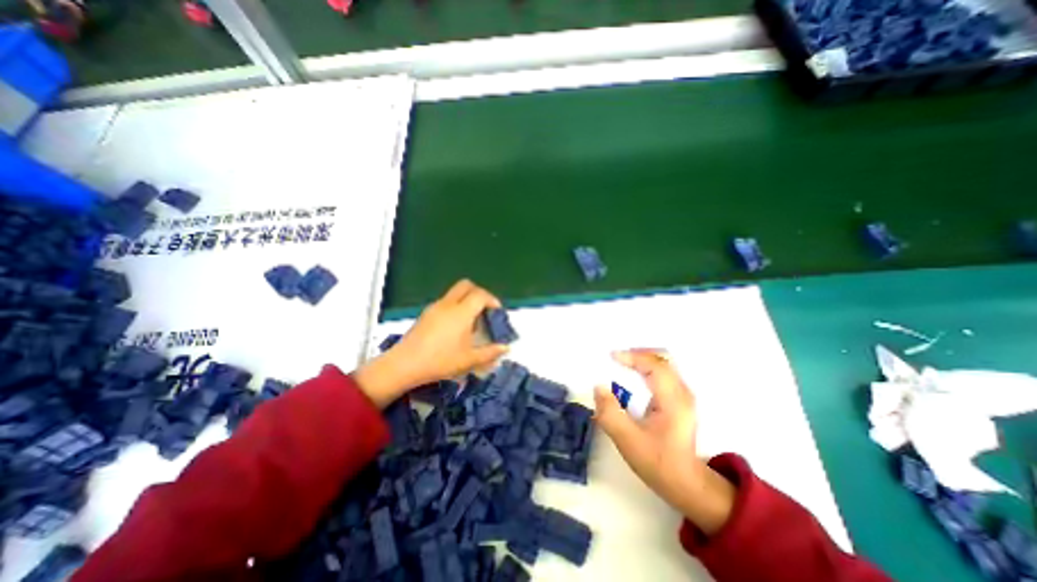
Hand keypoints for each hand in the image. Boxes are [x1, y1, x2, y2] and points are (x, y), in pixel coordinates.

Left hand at [358, 283, 508, 409]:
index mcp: (461, 313)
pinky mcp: (426, 313)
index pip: (480, 295)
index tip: (497, 312)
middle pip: (466, 285)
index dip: (492, 300)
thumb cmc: (440, 361)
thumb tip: (505, 348)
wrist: (404, 364)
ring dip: (466, 299)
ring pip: (455, 292)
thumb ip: (490, 352)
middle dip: (479, 293)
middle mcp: (448, 304)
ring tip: (471, 322)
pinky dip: (455, 306)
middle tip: (484, 309)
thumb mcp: (469, 360)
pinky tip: (454, 327)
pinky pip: (446, 301)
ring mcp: (435, 307)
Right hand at [596, 349, 731, 533]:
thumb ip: (610, 413)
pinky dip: (646, 367)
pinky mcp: (680, 398)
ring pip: (664, 362)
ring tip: (622, 363)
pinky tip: (634, 375)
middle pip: (662, 358)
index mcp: (673, 400)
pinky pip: (663, 371)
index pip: (655, 366)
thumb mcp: (628, 441)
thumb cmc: (657, 462)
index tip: (611, 357)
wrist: (686, 483)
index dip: (632, 357)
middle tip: (616, 358)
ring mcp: (683, 394)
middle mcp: (682, 392)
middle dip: (637, 353)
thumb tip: (599, 387)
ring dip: (642, 359)